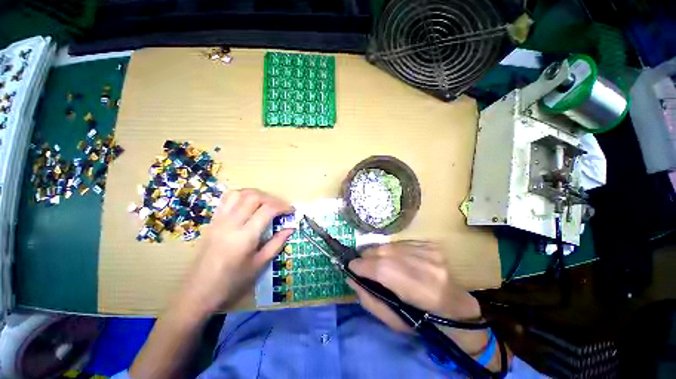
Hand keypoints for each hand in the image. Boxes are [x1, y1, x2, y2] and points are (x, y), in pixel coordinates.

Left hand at [177, 189, 293, 316]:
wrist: (198, 291)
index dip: (283, 207)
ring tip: (266, 203)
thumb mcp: (259, 264)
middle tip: (280, 208)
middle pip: (254, 196)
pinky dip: (242, 196)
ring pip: (239, 193)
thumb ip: (277, 243)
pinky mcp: (213, 220)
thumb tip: (291, 228)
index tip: (291, 211)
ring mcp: (219, 220)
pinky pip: (227, 199)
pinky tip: (248, 205)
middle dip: (271, 198)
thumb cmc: (232, 282)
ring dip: (256, 194)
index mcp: (245, 236)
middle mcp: (231, 223)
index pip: (267, 210)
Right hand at [348, 242, 489, 355]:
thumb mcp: (395, 322)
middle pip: (386, 253)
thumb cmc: (426, 321)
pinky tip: (390, 259)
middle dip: (367, 257)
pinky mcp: (430, 245)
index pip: (385, 270)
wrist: (457, 307)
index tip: (350, 267)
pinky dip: (389, 250)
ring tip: (373, 263)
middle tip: (360, 265)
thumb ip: (370, 300)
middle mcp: (429, 266)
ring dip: (377, 253)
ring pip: (391, 245)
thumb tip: (351, 278)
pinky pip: (399, 243)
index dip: (363, 266)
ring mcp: (431, 252)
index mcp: (425, 291)